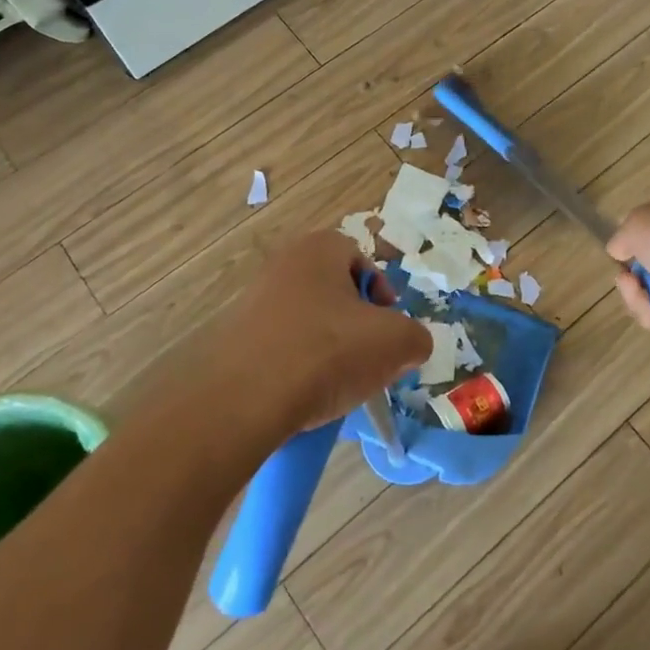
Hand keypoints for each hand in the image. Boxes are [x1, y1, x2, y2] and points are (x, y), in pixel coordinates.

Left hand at [200, 231, 429, 440]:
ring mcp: (252, 302)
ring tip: (338, 384)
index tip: (389, 329)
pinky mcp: (234, 340)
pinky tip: (305, 397)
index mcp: (319, 249)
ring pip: (307, 322)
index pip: (360, 259)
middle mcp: (282, 265)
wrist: (244, 400)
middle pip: (334, 292)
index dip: (382, 293)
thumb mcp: (396, 342)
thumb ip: (415, 337)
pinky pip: (279, 349)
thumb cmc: (328, 352)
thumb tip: (410, 345)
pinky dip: (297, 368)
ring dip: (328, 349)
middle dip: (356, 324)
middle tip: (369, 359)